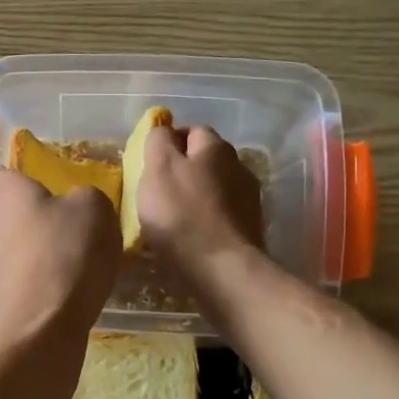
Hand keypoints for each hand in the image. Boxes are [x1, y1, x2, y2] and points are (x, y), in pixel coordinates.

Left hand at [0, 168, 119, 345]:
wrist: (42, 328)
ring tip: (78, 260)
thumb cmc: (66, 255)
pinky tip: (67, 288)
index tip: (63, 188)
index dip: (36, 177)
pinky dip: (42, 277)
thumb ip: (86, 195)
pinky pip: (23, 274)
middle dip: (41, 215)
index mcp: (5, 191)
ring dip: (41, 249)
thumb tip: (76, 205)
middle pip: (15, 209)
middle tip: (77, 224)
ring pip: (19, 243)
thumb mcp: (95, 208)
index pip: (12, 171)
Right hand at [137, 126, 264, 283]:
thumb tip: (163, 129)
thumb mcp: (158, 169)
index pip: (191, 130)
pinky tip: (191, 235)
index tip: (148, 164)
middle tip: (157, 191)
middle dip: (183, 170)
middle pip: (205, 160)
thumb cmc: (181, 214)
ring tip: (172, 217)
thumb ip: (158, 141)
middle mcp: (238, 166)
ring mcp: (248, 199)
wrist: (221, 269)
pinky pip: (221, 215)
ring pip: (214, 188)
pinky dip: (205, 219)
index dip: (168, 142)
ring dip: (195, 196)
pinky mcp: (249, 228)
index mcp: (216, 147)